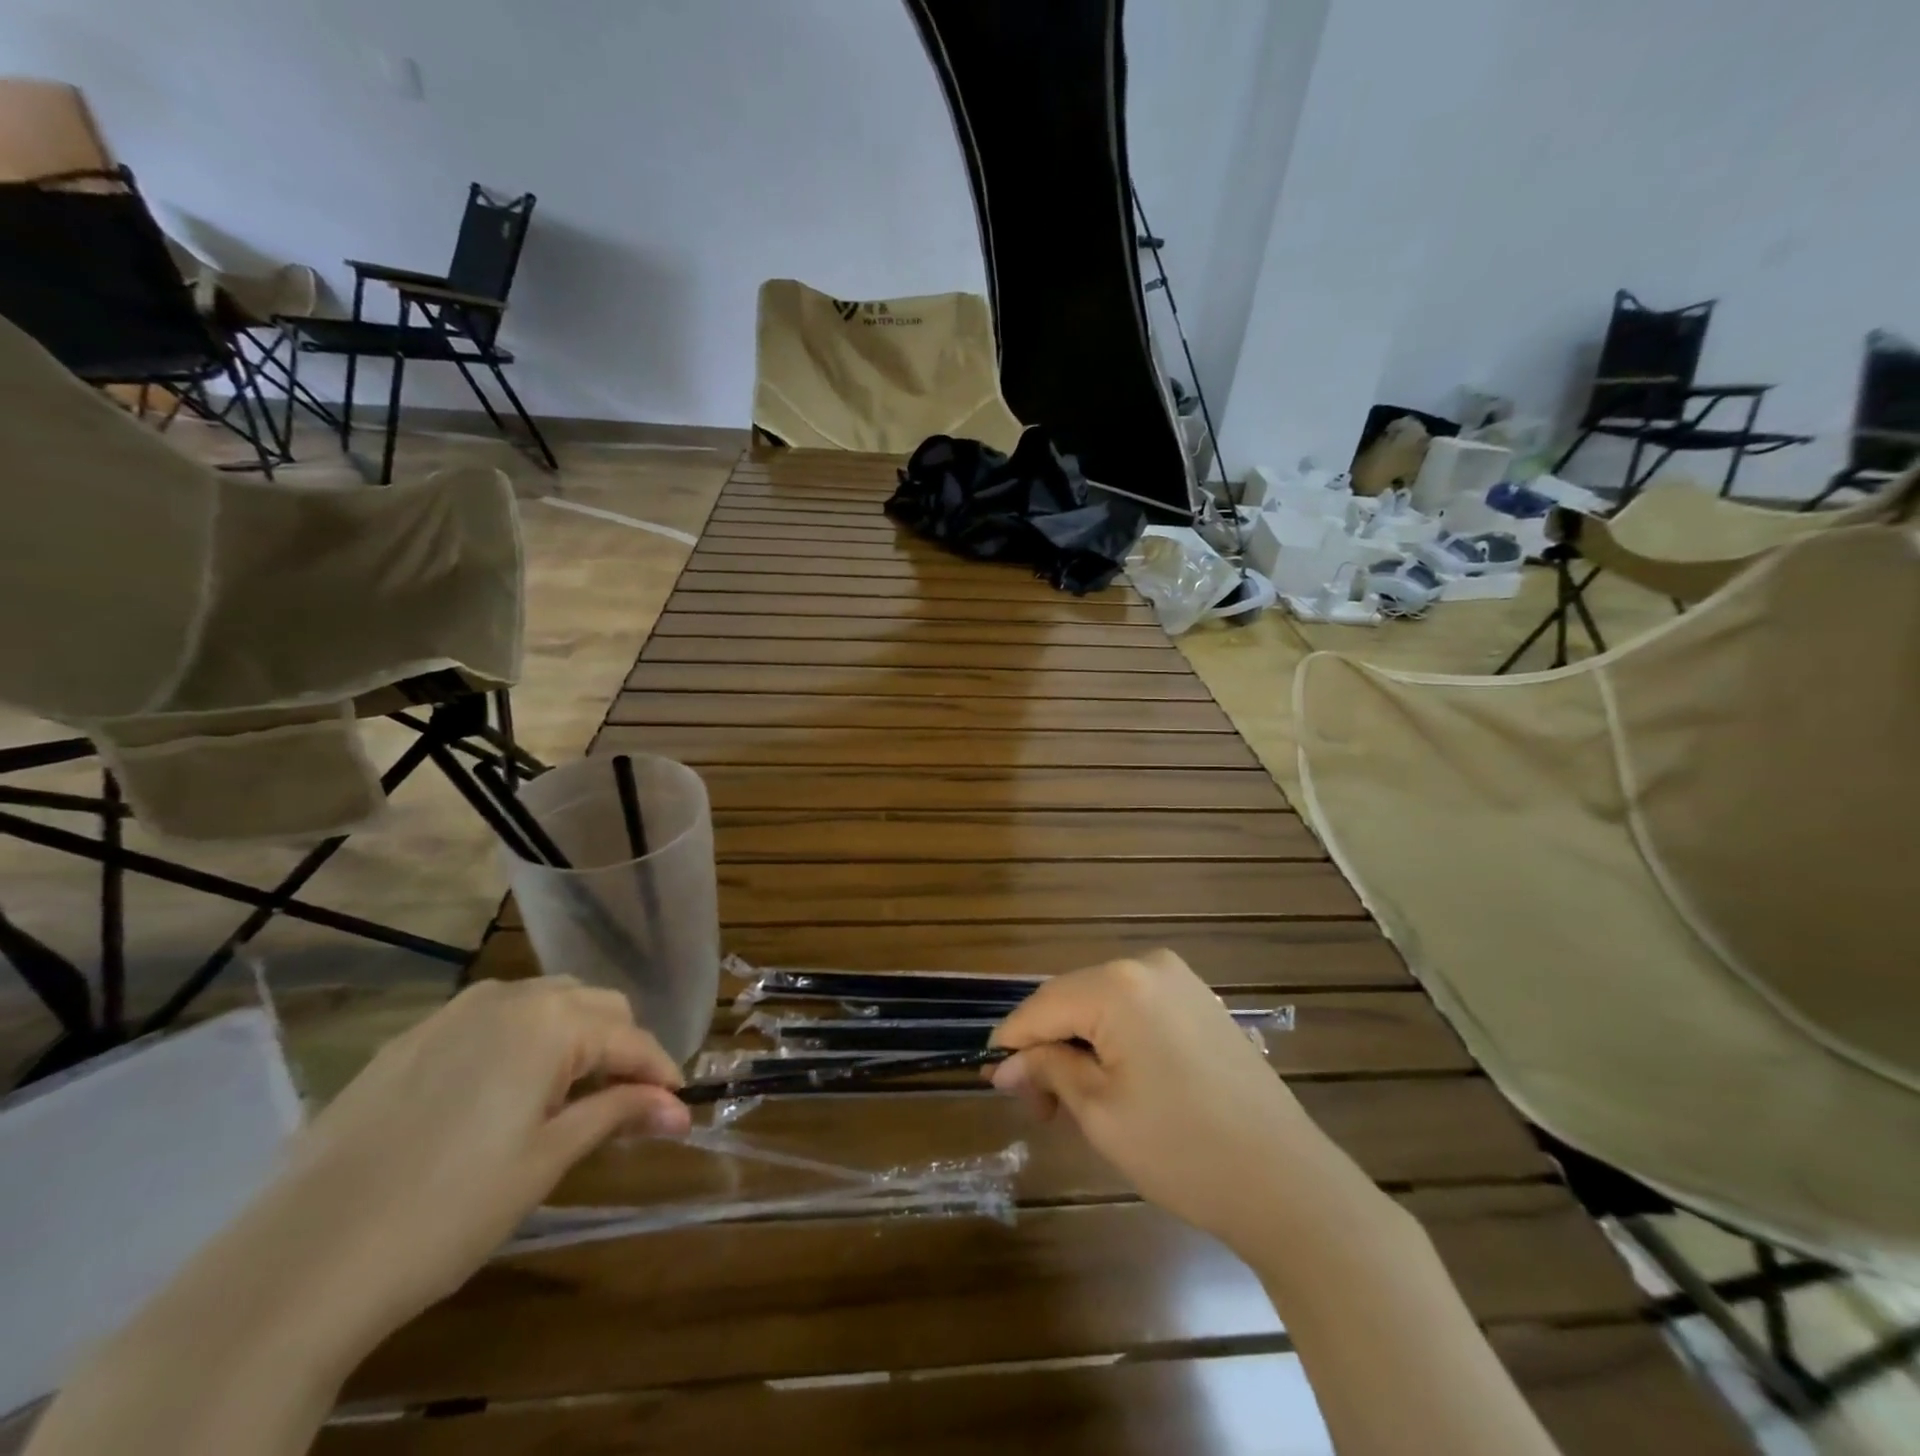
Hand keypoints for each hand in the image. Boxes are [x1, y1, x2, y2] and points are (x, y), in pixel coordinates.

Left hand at [269, 976, 691, 1341]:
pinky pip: (491, 1020)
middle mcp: (509, 998)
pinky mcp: (411, 1038)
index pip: (631, 1038)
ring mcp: (454, 1013)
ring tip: (568, 1096)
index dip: (660, 1072)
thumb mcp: (546, 1161)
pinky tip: (504, 1095)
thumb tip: (678, 1107)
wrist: (299, 1263)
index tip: (677, 1108)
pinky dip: (521, 1043)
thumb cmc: (448, 1210)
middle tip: (625, 1105)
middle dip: (620, 1047)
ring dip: (573, 1037)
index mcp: (550, 1021)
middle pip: (595, 1005)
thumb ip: (617, 1115)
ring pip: (544, 1003)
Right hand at [990, 951, 1366, 1252]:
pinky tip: (1111, 1083)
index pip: (1042, 1005)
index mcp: (1119, 984)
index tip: (993, 1081)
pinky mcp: (1201, 1003)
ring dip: (1079, 1047)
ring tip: (1070, 1102)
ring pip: (1103, 1006)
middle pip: (1073, 1001)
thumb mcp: (1099, 1113)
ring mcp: (1181, 981)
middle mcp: (1148, 965)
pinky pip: (1137, 1011)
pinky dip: (1113, 1041)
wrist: (1287, 1183)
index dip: (1012, 1042)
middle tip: (1036, 1107)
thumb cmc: (1182, 1150)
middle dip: (1047, 1049)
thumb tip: (1007, 1063)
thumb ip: (1048, 1072)